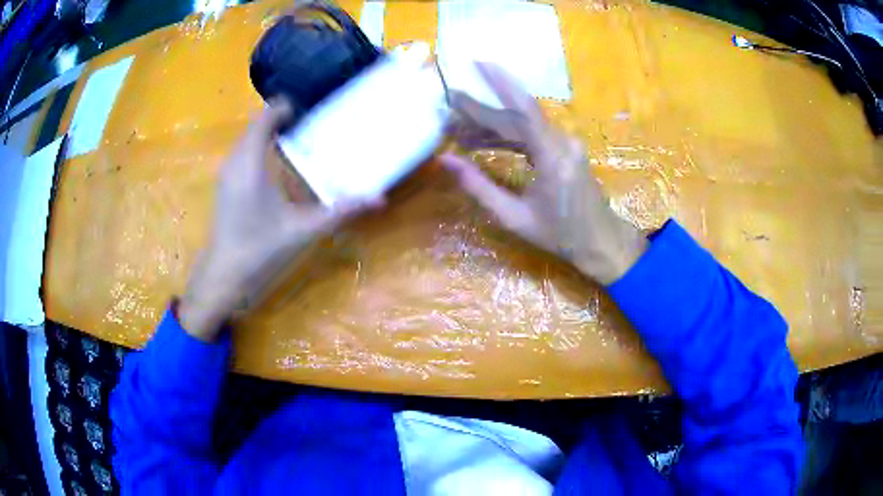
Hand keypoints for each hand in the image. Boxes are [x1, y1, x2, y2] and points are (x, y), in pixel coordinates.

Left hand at [180, 100, 378, 340]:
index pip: (264, 119)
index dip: (283, 108)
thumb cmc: (261, 251)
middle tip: (310, 122)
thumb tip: (379, 199)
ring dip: (267, 132)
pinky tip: (276, 162)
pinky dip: (258, 146)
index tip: (308, 108)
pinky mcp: (224, 185)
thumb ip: (340, 211)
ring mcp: (226, 174)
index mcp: (250, 165)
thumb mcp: (304, 230)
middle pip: (255, 126)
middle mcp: (234, 162)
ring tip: (297, 136)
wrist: (225, 277)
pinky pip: (241, 153)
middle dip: (279, 118)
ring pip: (246, 139)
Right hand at [442, 63, 645, 285]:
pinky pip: (532, 133)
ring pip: (525, 121)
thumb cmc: (560, 236)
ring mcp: (566, 143)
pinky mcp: (565, 147)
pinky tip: (483, 140)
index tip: (465, 76)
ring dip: (493, 122)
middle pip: (520, 112)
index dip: (492, 92)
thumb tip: (445, 159)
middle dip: (485, 104)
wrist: (600, 242)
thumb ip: (478, 186)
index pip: (518, 116)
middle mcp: (562, 141)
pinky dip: (507, 134)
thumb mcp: (514, 217)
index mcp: (553, 158)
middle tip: (454, 96)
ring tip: (459, 129)